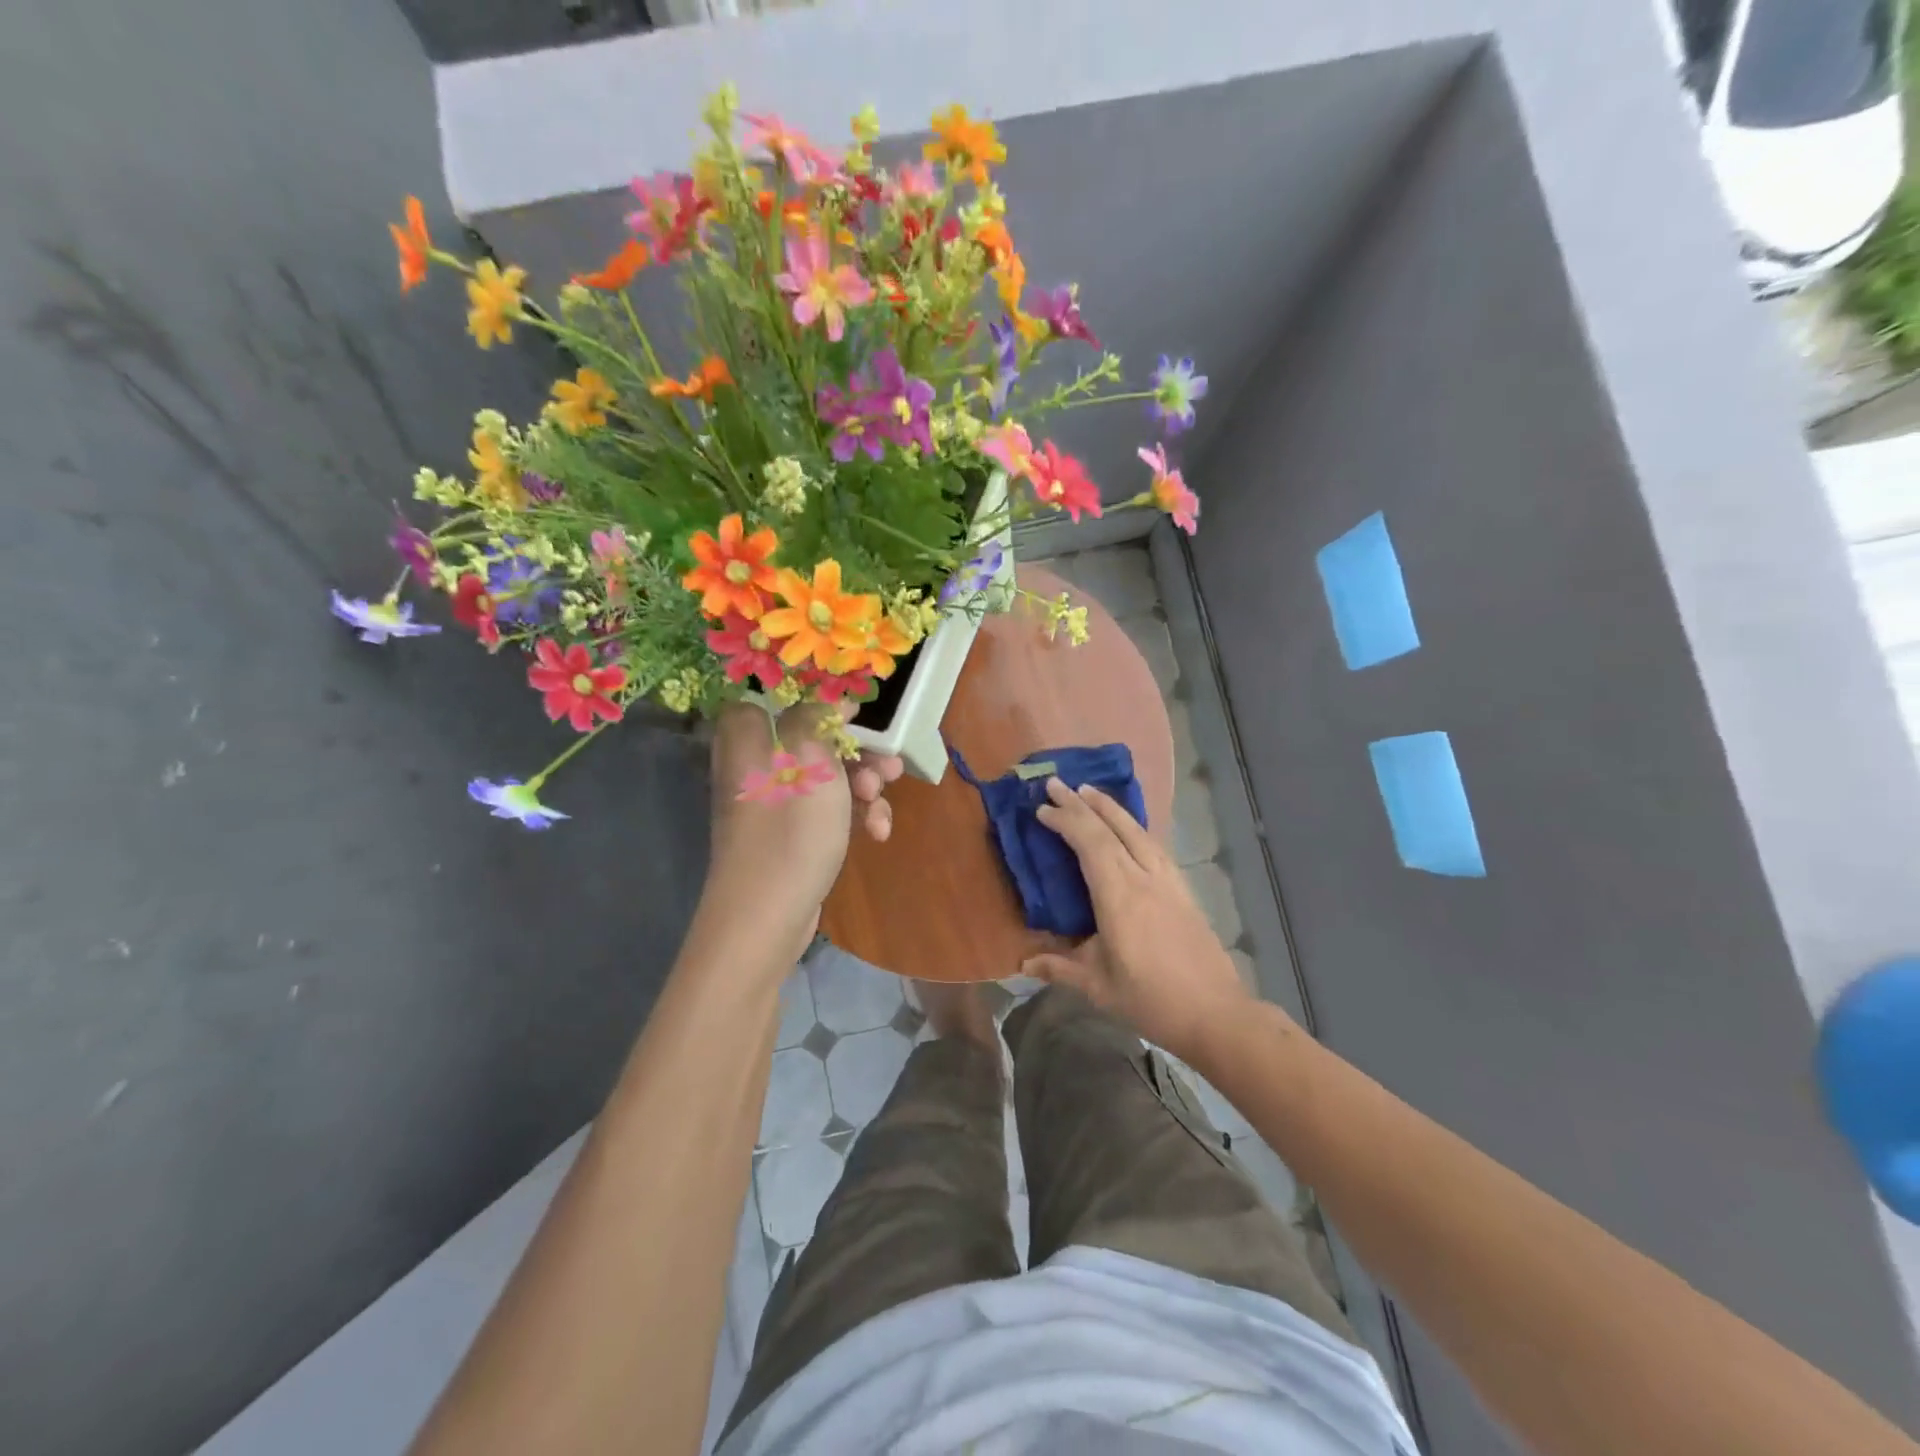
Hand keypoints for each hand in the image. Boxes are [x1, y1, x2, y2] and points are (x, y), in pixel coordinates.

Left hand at [704, 703, 901, 952]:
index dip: (810, 698)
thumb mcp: (809, 763)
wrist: (766, 919)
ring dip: (863, 784)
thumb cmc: (789, 834)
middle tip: (886, 763)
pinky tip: (877, 833)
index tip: (850, 709)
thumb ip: (815, 720)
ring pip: (826, 774)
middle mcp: (757, 765)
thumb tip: (823, 698)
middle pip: (811, 738)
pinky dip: (853, 814)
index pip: (769, 696)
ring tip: (882, 801)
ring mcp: (774, 802)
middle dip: (856, 749)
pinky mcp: (790, 833)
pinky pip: (825, 809)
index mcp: (749, 740)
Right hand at [1022, 778, 1255, 1062]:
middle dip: (1082, 803)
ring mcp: (1168, 880)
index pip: (1089, 843)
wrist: (1217, 1013)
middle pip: (1112, 828)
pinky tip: (1128, 826)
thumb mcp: (1098, 987)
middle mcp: (1144, 877)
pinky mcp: (1182, 888)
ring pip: (1137, 830)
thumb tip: (1022, 964)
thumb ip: (1060, 968)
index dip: (1065, 821)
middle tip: (1056, 783)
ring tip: (1089, 791)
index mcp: (1119, 896)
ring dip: (1110, 807)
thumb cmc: (1152, 1000)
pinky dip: (1132, 825)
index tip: (1041, 810)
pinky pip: (1153, 843)